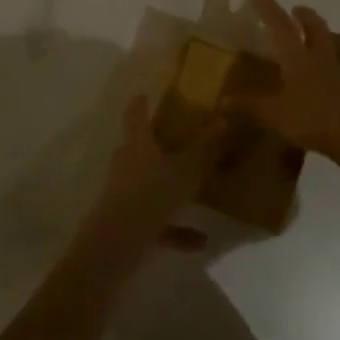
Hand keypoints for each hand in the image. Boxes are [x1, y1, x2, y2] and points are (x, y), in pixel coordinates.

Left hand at [82, 93, 228, 257]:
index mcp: (137, 146)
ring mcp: (123, 196)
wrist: (116, 244)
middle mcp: (126, 166)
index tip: (143, 95)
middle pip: (137, 151)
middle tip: (173, 143)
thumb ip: (204, 149)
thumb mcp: (185, 171)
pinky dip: (174, 229)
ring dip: (170, 191)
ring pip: (148, 187)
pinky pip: (155, 222)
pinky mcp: (125, 225)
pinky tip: (200, 240)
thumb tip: (223, 120)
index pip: (135, 117)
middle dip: (153, 148)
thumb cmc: (152, 195)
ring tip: (196, 196)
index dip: (139, 105)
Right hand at [228, 0, 339, 167]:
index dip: (266, 6)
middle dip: (305, 16)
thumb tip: (220, 102)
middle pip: (316, 27)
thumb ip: (248, 107)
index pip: (279, 25)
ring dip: (331, 33)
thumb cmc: (312, 119)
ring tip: (326, 33)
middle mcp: (321, 58)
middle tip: (296, 10)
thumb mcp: (273, 115)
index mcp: (297, 58)